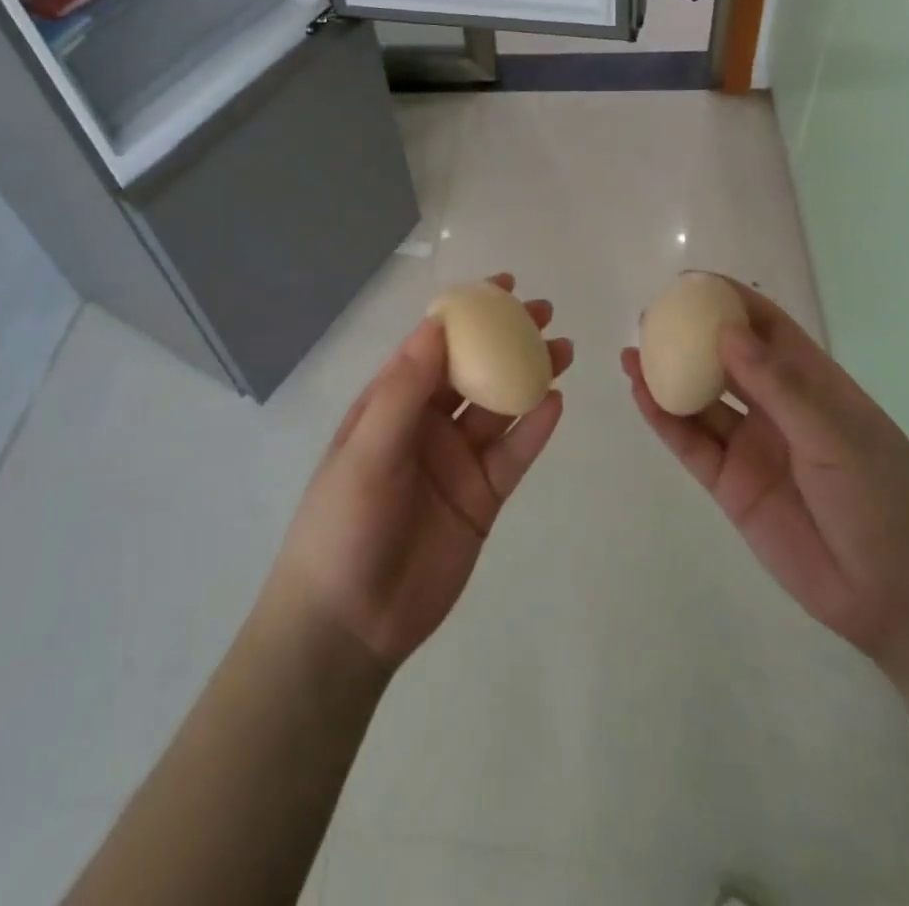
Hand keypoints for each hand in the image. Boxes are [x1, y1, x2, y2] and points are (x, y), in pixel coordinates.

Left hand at [267, 274, 571, 670]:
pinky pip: (514, 456)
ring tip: (565, 349)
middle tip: (545, 312)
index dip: (467, 314)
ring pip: (501, 408)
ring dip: (530, 376)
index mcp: (391, 403)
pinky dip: (536, 430)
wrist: (350, 622)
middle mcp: (427, 424)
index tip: (502, 286)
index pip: (434, 345)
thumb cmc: (343, 525)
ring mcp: (457, 461)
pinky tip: (557, 403)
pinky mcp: (482, 498)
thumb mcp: (367, 450)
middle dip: (508, 339)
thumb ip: (404, 390)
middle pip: (474, 370)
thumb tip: (437, 326)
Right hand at [622, 278, 908, 659]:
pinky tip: (641, 395)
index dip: (730, 302)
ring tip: (631, 354)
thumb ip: (778, 386)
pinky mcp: (730, 485)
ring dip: (667, 376)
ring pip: (701, 401)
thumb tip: (725, 331)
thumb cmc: (884, 498)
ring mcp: (751, 446)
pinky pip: (691, 444)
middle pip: (725, 361)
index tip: (690, 284)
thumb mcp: (836, 434)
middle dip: (689, 337)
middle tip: (649, 319)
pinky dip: (664, 420)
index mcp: (813, 384)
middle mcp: (777, 408)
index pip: (767, 329)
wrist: (898, 596)